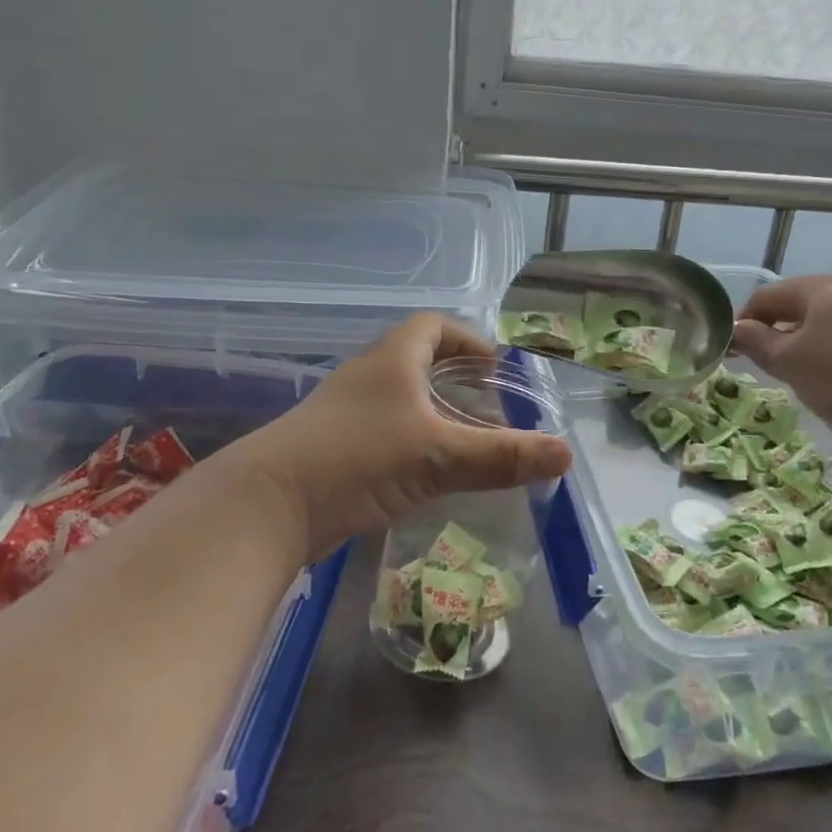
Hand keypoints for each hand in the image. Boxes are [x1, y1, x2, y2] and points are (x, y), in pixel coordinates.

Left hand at [224, 313, 572, 561]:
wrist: (266, 505)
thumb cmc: (358, 459)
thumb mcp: (438, 456)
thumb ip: (502, 456)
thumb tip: (565, 453)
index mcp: (393, 358)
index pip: (433, 325)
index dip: (467, 339)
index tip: (494, 366)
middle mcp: (367, 374)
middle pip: (416, 357)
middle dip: (454, 374)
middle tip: (487, 402)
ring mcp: (343, 410)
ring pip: (397, 395)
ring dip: (430, 407)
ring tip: (462, 436)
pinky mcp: (330, 444)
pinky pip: (380, 426)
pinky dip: (408, 436)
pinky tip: (422, 469)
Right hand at [731, 275, 831, 463]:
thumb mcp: (794, 362)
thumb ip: (761, 346)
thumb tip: (737, 329)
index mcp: (818, 290)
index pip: (764, 298)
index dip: (742, 323)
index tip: (732, 356)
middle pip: (801, 318)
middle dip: (783, 349)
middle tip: (776, 381)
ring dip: (818, 368)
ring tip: (818, 399)